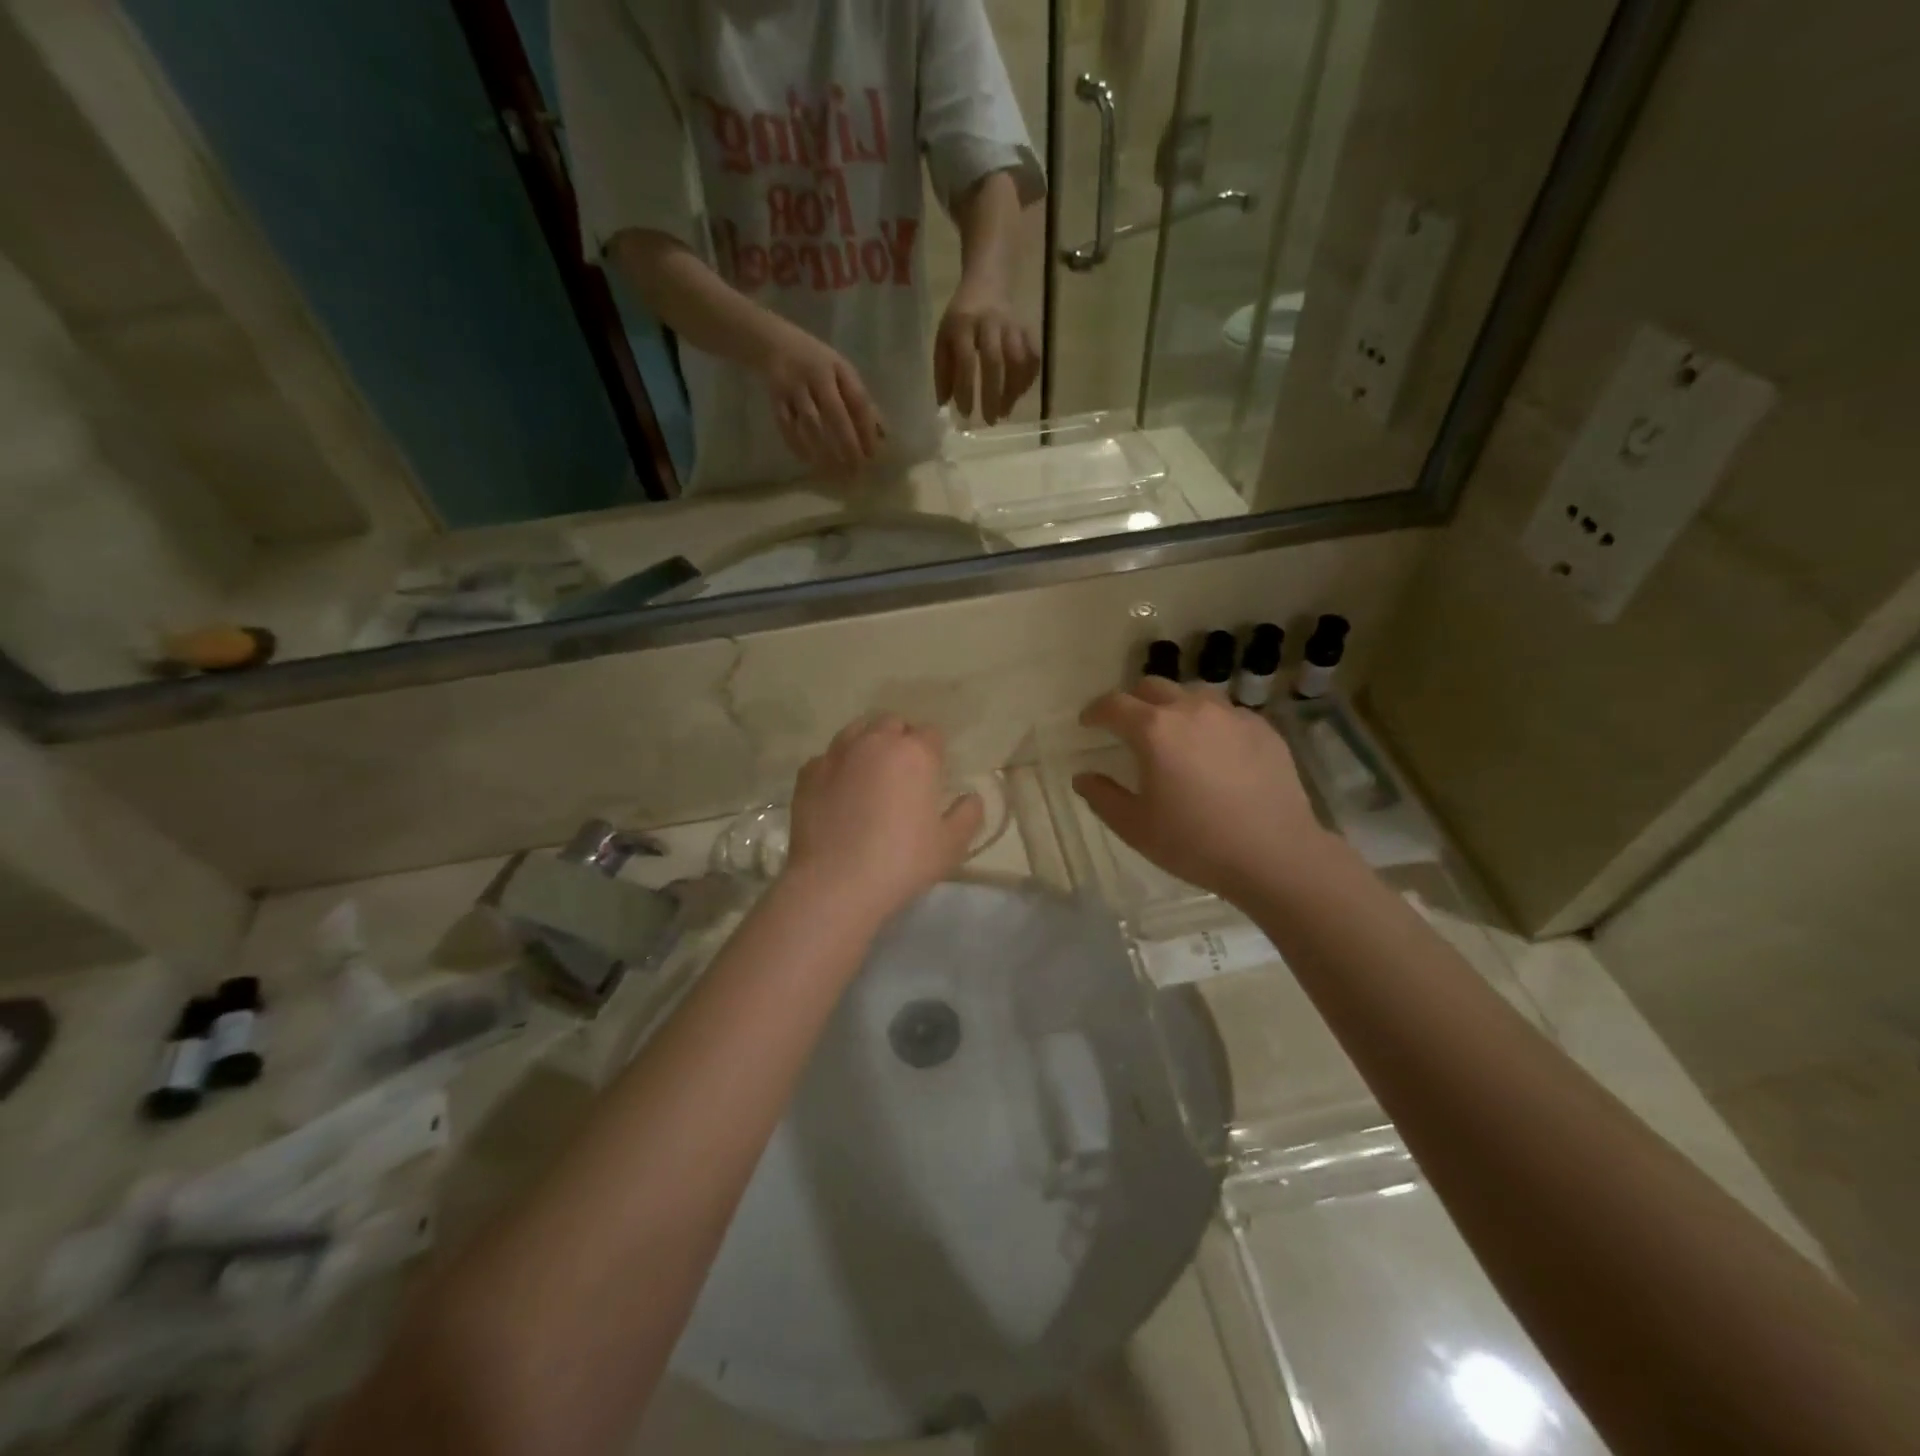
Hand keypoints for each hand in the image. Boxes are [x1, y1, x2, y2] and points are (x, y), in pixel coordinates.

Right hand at [756, 322, 883, 474]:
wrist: (772, 341)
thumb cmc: (816, 362)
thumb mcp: (840, 371)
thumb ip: (858, 399)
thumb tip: (882, 433)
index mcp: (837, 368)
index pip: (857, 400)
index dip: (866, 428)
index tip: (873, 454)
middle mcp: (816, 376)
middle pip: (835, 413)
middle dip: (847, 444)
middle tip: (856, 470)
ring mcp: (793, 386)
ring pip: (810, 422)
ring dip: (823, 449)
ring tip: (835, 471)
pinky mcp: (775, 397)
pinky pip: (786, 425)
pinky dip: (796, 444)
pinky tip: (807, 461)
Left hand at [783, 715, 983, 923]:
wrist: (834, 884)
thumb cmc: (901, 862)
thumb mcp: (950, 846)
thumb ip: (968, 815)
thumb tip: (971, 798)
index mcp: (915, 754)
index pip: (932, 734)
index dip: (935, 752)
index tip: (933, 776)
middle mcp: (875, 742)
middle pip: (893, 724)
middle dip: (901, 740)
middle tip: (904, 773)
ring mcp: (837, 754)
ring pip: (857, 731)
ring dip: (868, 744)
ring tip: (870, 774)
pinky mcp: (808, 773)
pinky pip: (828, 757)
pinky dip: (838, 766)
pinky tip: (840, 792)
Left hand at [934, 285, 1038, 424]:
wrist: (987, 282)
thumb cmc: (961, 318)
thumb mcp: (943, 337)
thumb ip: (942, 369)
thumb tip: (944, 403)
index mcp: (963, 324)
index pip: (966, 360)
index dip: (966, 389)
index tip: (965, 414)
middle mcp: (989, 323)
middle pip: (994, 362)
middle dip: (993, 395)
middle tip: (990, 421)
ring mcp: (1012, 325)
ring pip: (1017, 360)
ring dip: (1013, 390)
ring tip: (1005, 412)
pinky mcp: (1027, 329)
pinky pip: (1033, 357)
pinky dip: (1027, 379)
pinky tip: (1019, 395)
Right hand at [1073, 679, 1330, 901]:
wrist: (1275, 854)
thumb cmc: (1195, 842)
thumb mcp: (1135, 827)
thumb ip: (1102, 797)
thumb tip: (1083, 777)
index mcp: (1154, 730)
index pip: (1114, 704)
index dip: (1095, 711)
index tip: (1088, 723)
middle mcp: (1191, 710)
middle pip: (1152, 687)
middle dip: (1132, 702)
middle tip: (1127, 727)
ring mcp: (1232, 715)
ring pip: (1192, 695)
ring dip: (1173, 708)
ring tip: (1173, 735)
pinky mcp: (1263, 728)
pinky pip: (1226, 714)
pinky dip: (1209, 724)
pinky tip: (1214, 752)